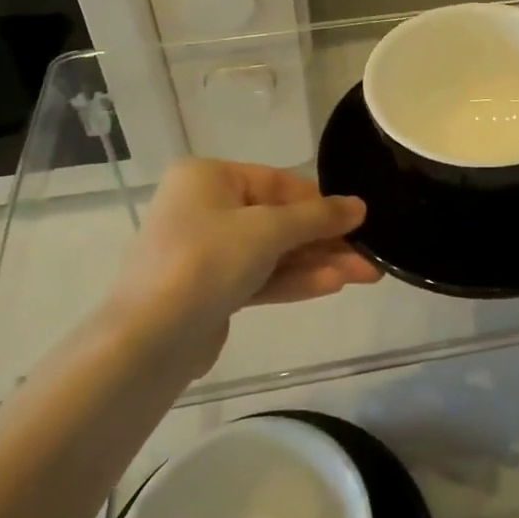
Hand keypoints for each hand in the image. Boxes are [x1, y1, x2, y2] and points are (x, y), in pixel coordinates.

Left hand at [115, 159, 378, 371]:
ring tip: (365, 274)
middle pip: (278, 220)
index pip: (277, 182)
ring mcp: (205, 252)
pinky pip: (259, 277)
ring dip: (317, 263)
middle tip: (370, 256)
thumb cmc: (207, 260)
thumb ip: (317, 217)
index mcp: (208, 177)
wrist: (148, 340)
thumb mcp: (269, 230)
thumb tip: (360, 206)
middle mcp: (203, 208)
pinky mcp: (208, 291)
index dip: (320, 202)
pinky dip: (293, 280)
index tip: (358, 220)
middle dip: (325, 240)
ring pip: (272, 252)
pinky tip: (333, 285)